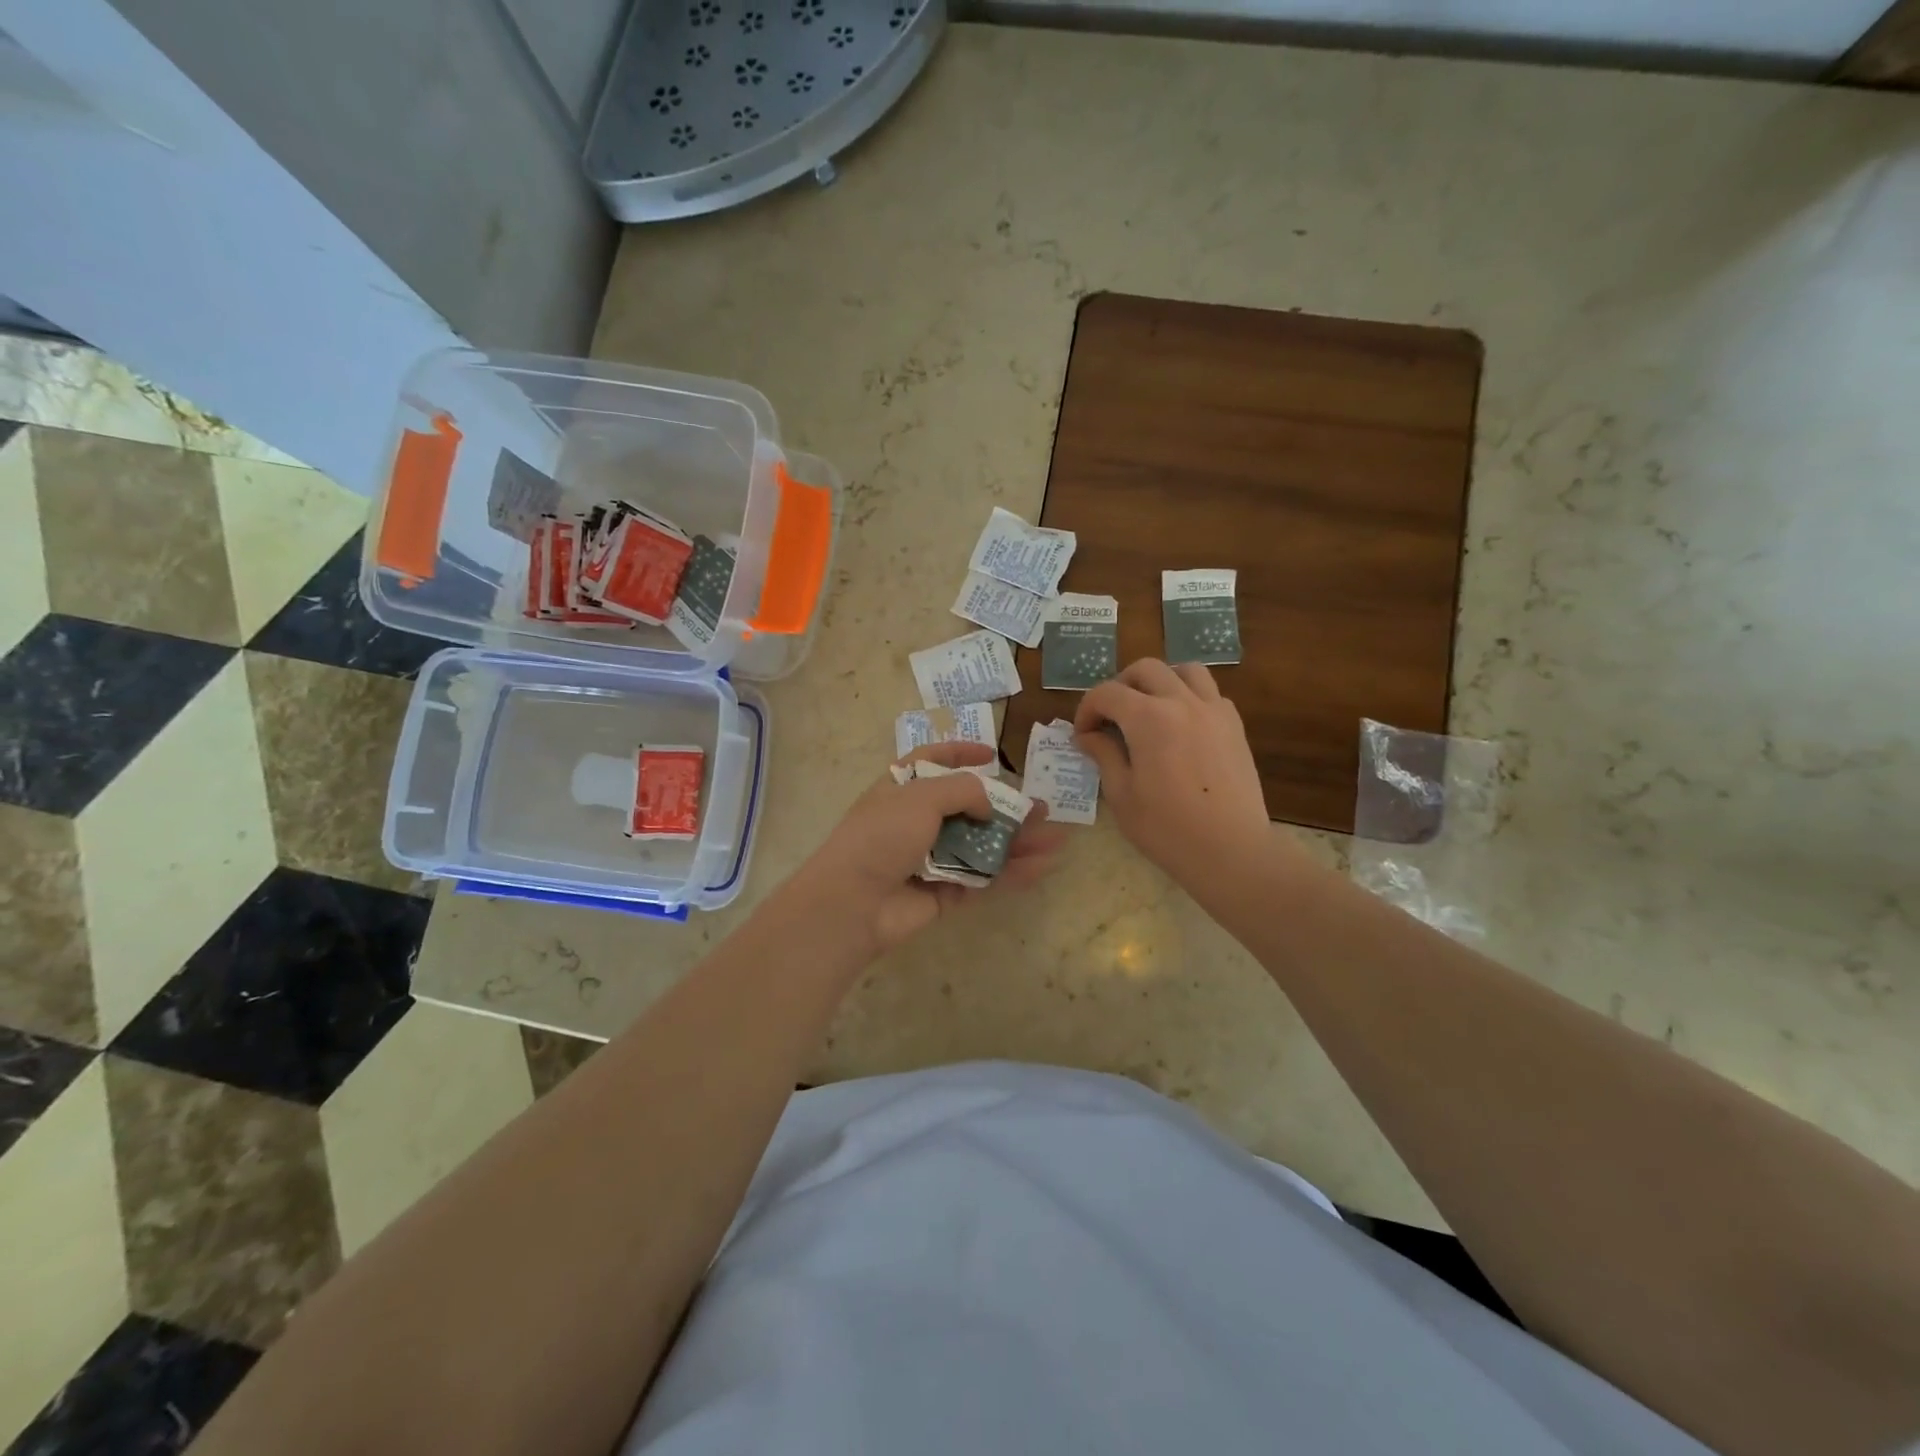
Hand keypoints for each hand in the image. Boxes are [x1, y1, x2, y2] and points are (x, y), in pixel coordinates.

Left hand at [794, 741, 1067, 955]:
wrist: (854, 902)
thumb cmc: (882, 835)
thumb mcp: (921, 796)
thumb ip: (964, 790)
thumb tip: (989, 806)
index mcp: (902, 789)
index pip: (932, 761)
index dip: (960, 753)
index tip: (991, 754)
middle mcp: (916, 821)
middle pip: (968, 809)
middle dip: (1005, 808)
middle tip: (1041, 808)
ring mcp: (931, 858)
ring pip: (981, 846)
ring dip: (1017, 842)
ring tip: (1057, 839)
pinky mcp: (943, 893)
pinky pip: (982, 878)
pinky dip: (1010, 873)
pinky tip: (1041, 867)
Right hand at [1074, 660, 1276, 894]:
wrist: (1230, 850)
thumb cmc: (1167, 828)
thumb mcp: (1121, 795)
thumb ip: (1104, 755)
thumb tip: (1089, 736)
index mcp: (1148, 718)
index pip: (1107, 693)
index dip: (1087, 709)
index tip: (1083, 735)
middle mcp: (1182, 702)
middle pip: (1145, 670)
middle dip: (1120, 687)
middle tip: (1110, 718)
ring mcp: (1213, 710)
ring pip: (1184, 670)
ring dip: (1159, 681)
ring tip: (1148, 709)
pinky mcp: (1234, 726)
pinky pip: (1209, 693)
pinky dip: (1189, 697)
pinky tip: (1180, 726)